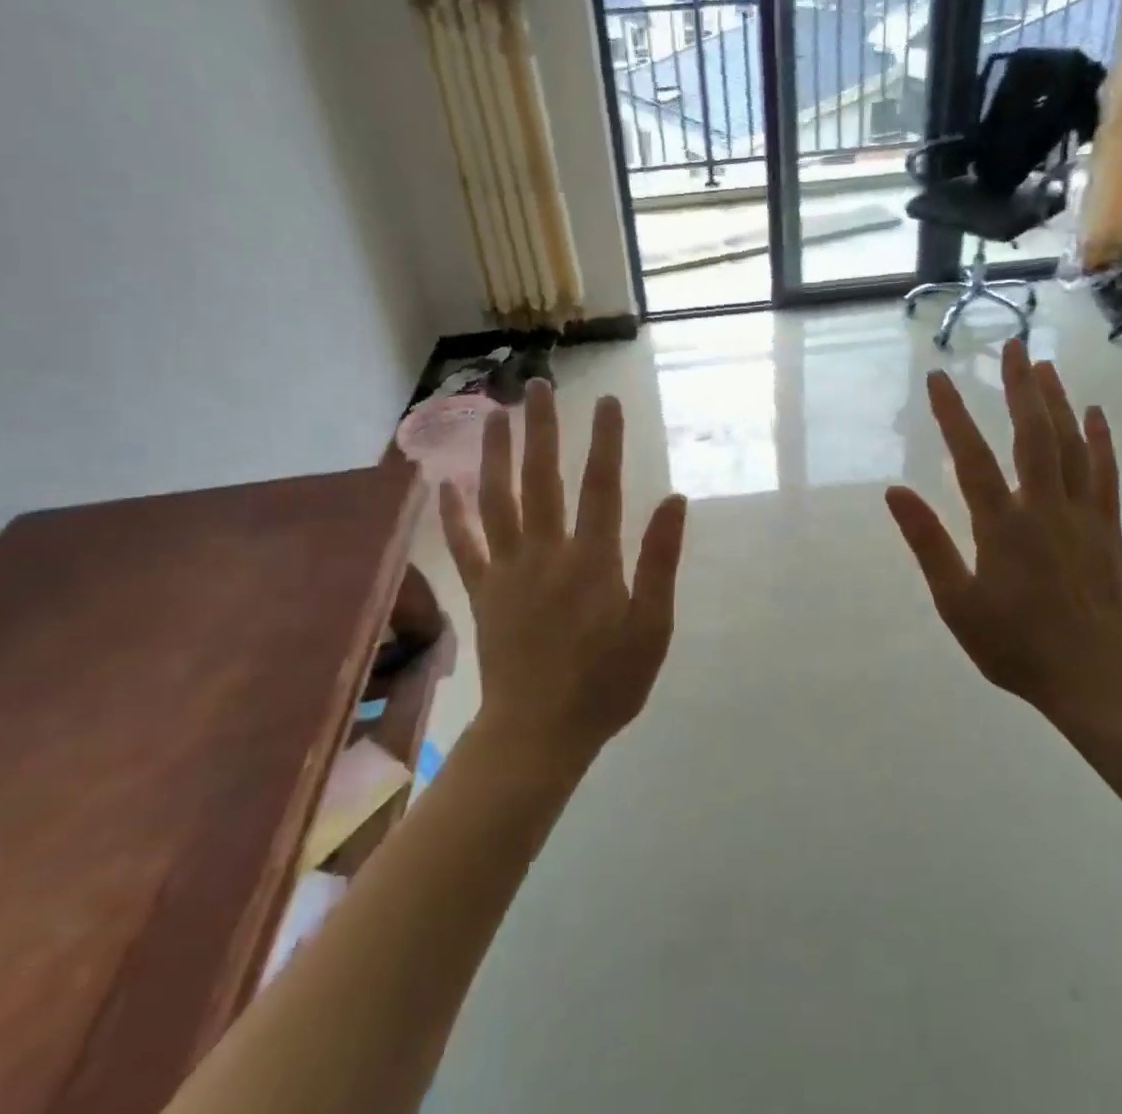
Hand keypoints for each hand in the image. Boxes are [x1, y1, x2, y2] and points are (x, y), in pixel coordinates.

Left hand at [439, 380, 687, 766]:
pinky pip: (465, 547)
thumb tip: (675, 500)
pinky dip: (453, 514)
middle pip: (542, 478)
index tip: (607, 400)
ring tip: (493, 414)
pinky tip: (446, 484)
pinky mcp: (483, 594)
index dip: (606, 440)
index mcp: (592, 560)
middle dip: (542, 428)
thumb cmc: (606, 683)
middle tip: (537, 385)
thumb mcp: (652, 627)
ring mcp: (508, 571)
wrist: (538, 735)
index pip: (601, 485)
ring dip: (495, 455)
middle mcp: (546, 553)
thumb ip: (661, 561)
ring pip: (498, 500)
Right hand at [885, 339, 1121, 740]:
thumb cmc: (1016, 645)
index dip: (953, 415)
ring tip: (1045, 365)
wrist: (1096, 679)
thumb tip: (895, 491)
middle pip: (1032, 434)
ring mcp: (1081, 514)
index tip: (939, 378)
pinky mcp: (1107, 527)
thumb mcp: (957, 603)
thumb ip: (928, 544)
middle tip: (1011, 346)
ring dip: (1057, 401)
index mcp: (1002, 526)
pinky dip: (1100, 440)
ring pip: (1070, 445)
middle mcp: (1044, 507)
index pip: (971, 457)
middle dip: (1019, 388)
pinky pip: (1104, 473)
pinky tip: (1095, 414)